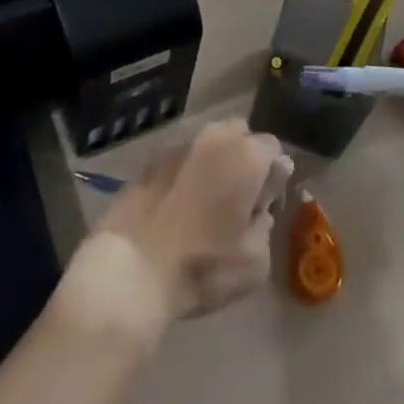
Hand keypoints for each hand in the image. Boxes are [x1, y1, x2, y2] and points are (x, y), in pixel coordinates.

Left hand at [83, 119, 290, 327]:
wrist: (131, 270)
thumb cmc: (203, 266)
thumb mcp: (254, 262)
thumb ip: (266, 223)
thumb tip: (262, 202)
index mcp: (245, 156)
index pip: (273, 148)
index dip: (273, 175)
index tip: (264, 206)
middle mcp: (214, 139)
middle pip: (239, 134)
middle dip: (244, 158)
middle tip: (238, 199)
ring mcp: (178, 147)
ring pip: (208, 145)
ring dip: (214, 164)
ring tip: (206, 205)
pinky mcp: (150, 162)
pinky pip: (180, 161)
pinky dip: (186, 175)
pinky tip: (178, 208)